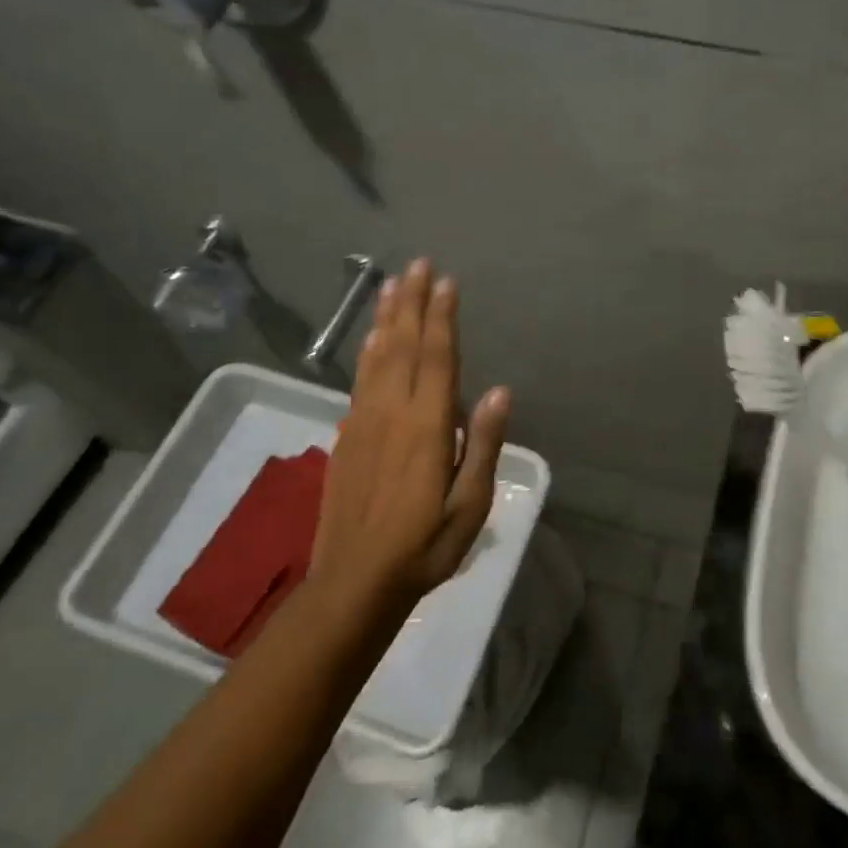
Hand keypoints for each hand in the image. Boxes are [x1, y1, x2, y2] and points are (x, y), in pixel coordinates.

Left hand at [310, 258, 510, 602]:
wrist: (354, 582)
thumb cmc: (425, 547)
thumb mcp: (470, 505)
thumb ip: (484, 445)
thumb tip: (500, 392)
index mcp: (428, 427)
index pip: (437, 359)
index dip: (443, 317)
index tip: (447, 281)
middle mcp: (392, 413)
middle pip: (404, 346)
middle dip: (413, 303)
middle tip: (419, 264)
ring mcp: (364, 422)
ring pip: (377, 357)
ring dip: (387, 318)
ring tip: (392, 284)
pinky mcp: (347, 437)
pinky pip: (360, 380)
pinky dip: (368, 351)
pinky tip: (373, 339)